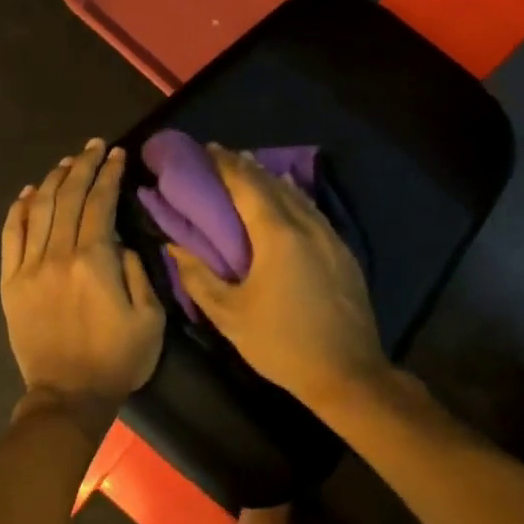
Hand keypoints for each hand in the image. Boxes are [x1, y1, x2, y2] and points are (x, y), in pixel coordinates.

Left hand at [0, 139, 162, 425]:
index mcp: (94, 262)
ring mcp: (29, 268)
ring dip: (52, 181)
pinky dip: (17, 210)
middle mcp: (57, 255)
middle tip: (94, 146)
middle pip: (67, 198)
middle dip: (82, 166)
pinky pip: (11, 237)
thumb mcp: (150, 318)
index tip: (116, 154)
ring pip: (37, 210)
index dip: (109, 175)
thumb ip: (137, 272)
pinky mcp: (10, 283)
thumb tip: (119, 243)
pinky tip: (27, 193)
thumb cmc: (118, 359)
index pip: (99, 204)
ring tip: (66, 162)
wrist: (68, 396)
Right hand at [170, 145, 388, 406]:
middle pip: (273, 183)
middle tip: (220, 157)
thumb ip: (198, 277)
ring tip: (248, 171)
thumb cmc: (281, 343)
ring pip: (296, 195)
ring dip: (270, 180)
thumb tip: (175, 246)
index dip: (225, 164)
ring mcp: (330, 237)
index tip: (206, 150)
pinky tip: (286, 200)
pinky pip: (312, 211)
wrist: (347, 373)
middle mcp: (307, 225)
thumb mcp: (229, 316)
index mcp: (277, 234)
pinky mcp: (343, 252)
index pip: (247, 185)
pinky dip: (292, 197)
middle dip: (245, 166)